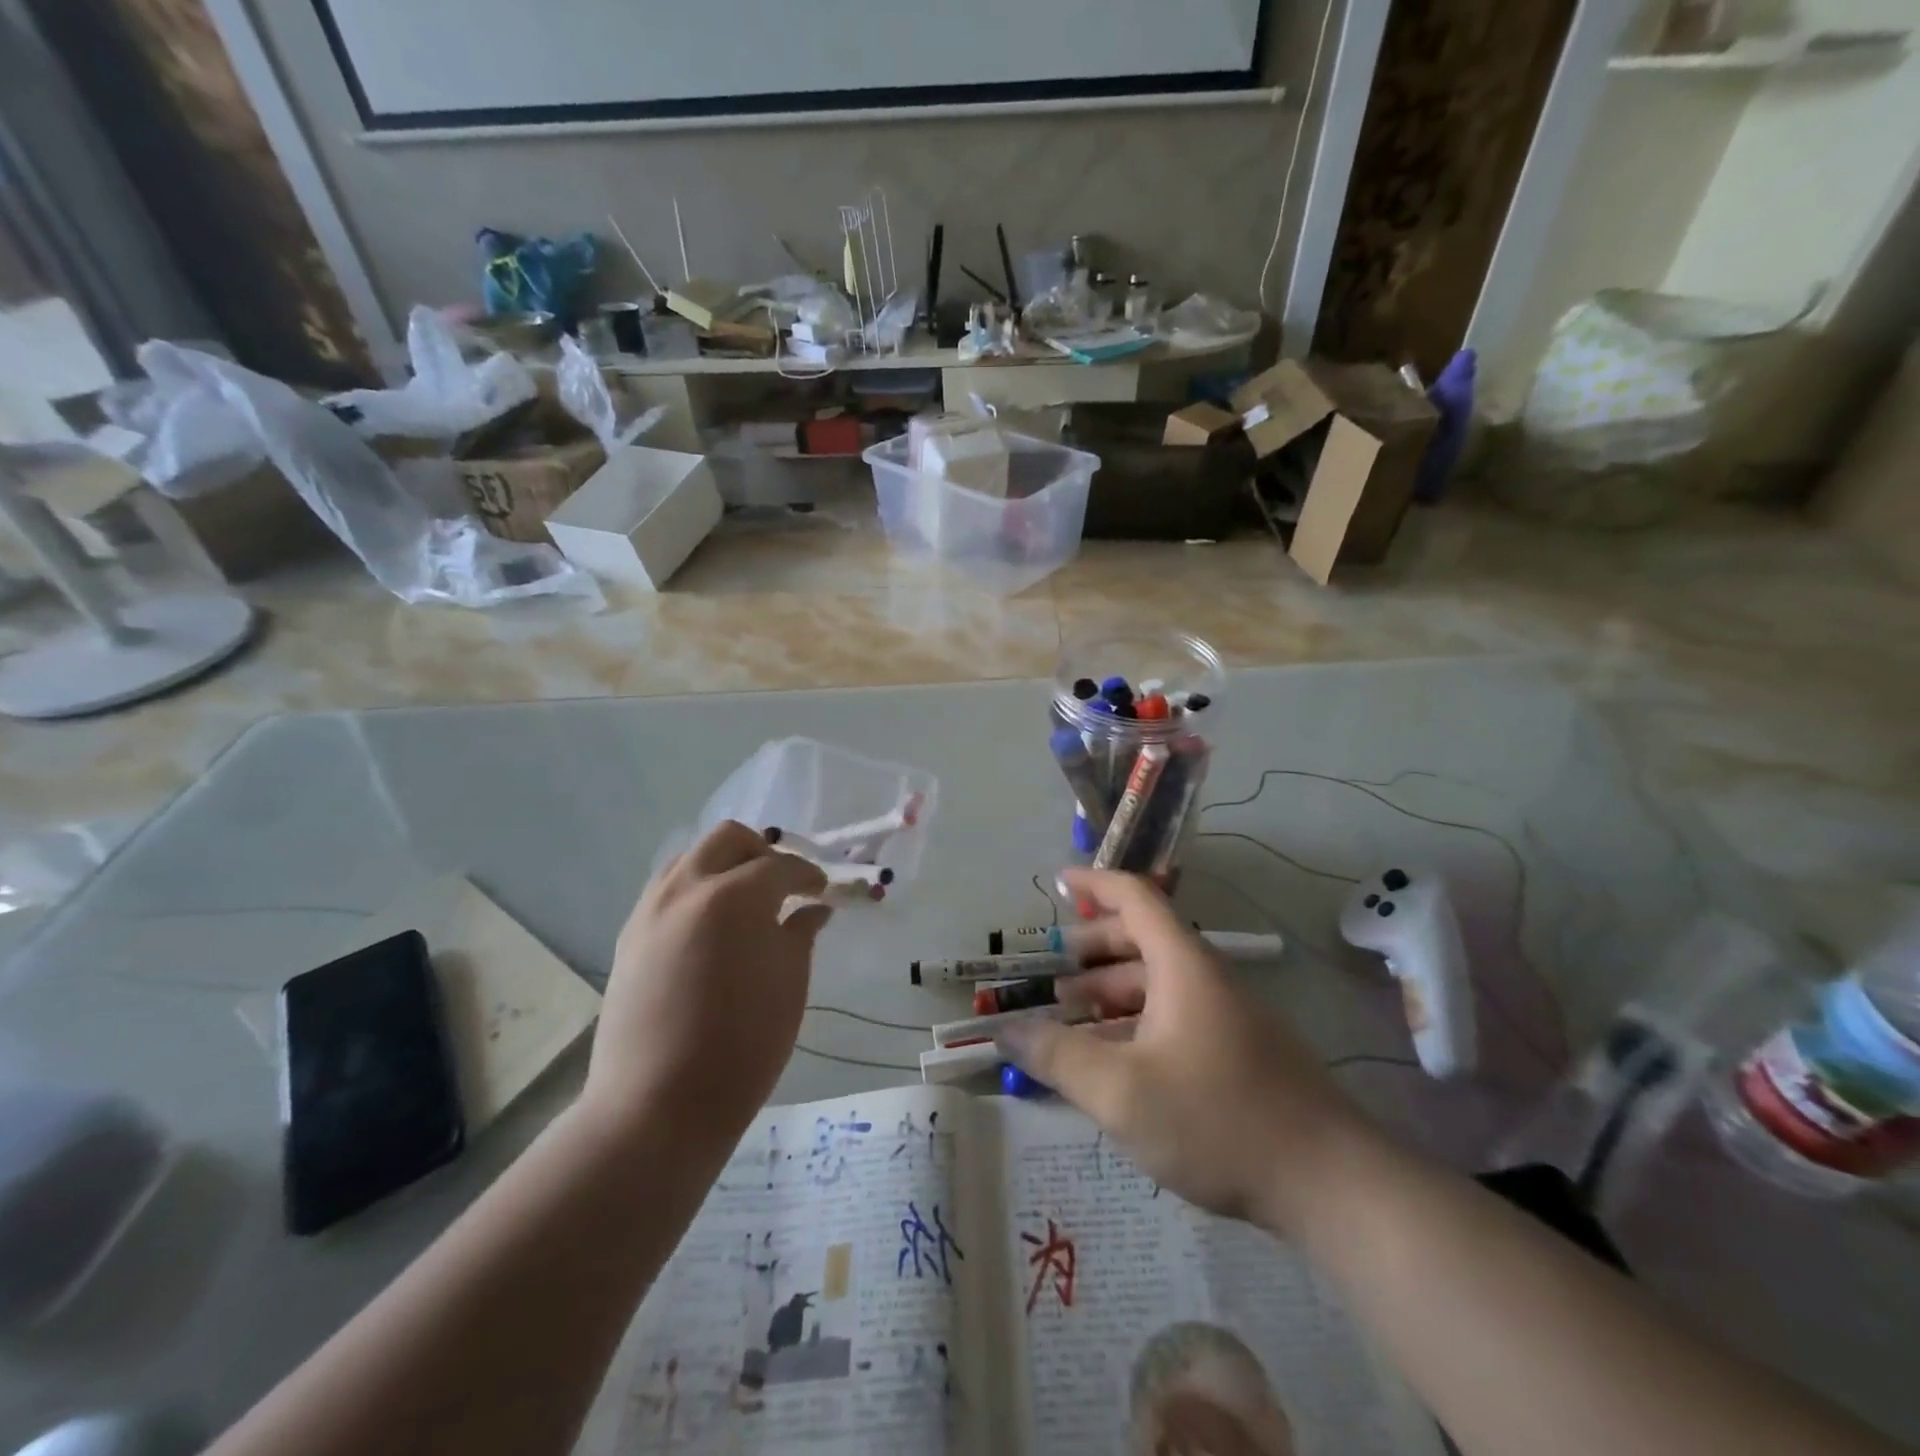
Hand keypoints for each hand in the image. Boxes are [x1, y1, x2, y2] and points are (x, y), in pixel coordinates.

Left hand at [583, 821, 829, 1146]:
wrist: (658, 1104)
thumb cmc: (742, 1044)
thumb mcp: (789, 984)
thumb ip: (801, 933)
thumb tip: (812, 909)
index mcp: (733, 896)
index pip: (780, 866)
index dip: (808, 874)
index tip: (823, 891)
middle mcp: (686, 888)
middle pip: (728, 839)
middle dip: (762, 852)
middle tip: (784, 885)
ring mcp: (650, 909)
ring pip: (692, 858)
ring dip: (725, 867)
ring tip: (747, 903)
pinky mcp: (630, 936)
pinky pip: (668, 890)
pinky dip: (697, 890)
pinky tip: (713, 927)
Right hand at [996, 868, 1371, 1233]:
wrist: (1331, 1184)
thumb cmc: (1217, 1120)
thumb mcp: (1120, 1091)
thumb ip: (1057, 1057)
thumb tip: (1005, 1030)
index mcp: (1182, 965)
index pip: (1135, 898)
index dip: (1095, 884)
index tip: (1058, 883)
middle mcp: (1206, 978)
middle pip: (1143, 940)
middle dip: (1093, 949)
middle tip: (1051, 973)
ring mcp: (1227, 1016)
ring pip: (1158, 983)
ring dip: (1111, 991)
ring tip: (1070, 1018)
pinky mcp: (1238, 1052)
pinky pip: (1174, 1016)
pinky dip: (1136, 1022)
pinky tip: (1115, 1061)